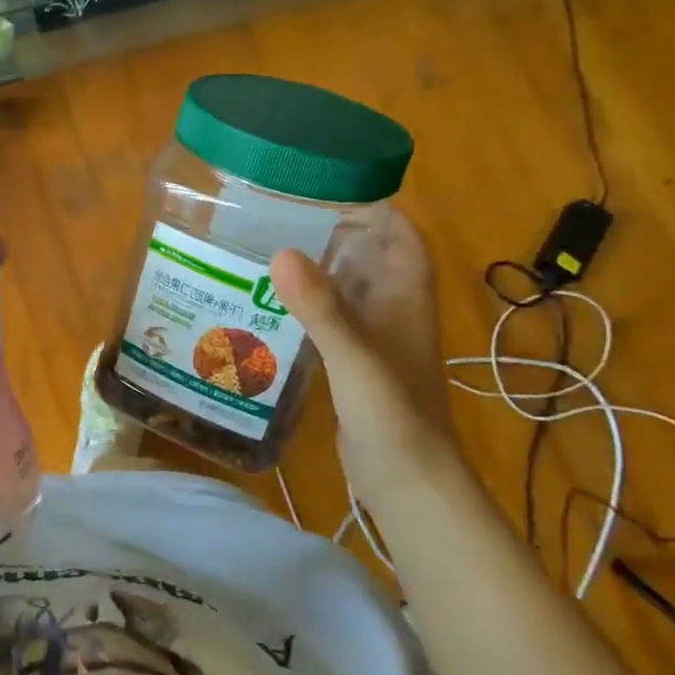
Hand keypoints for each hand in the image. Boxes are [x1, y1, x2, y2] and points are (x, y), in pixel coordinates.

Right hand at [269, 212, 460, 486]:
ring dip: (317, 271)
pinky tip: (268, 305)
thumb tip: (281, 252)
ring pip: (348, 289)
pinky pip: (331, 321)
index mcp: (406, 299)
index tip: (325, 190)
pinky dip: (306, 307)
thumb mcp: (355, 357)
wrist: (408, 484)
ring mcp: (376, 340)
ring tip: (265, 252)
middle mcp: (394, 312)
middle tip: (280, 218)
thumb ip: (322, 307)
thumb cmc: (393, 416)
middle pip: (370, 256)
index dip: (373, 208)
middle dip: (333, 234)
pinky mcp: (356, 365)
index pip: (400, 236)